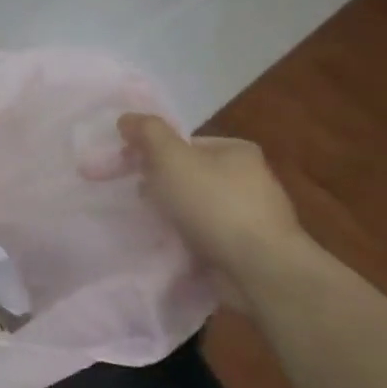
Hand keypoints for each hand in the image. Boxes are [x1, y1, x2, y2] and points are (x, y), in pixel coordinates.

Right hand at [117, 114, 308, 301]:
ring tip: (150, 227)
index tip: (128, 172)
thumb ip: (148, 134)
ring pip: (195, 208)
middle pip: (189, 175)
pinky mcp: (245, 249)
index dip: (152, 153)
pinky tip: (171, 248)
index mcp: (236, 151)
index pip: (185, 144)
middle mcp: (248, 179)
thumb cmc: (215, 205)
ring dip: (172, 216)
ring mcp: (250, 216)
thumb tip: (126, 118)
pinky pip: (204, 237)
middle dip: (161, 186)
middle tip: (138, 201)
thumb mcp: (173, 159)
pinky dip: (186, 241)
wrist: (259, 269)